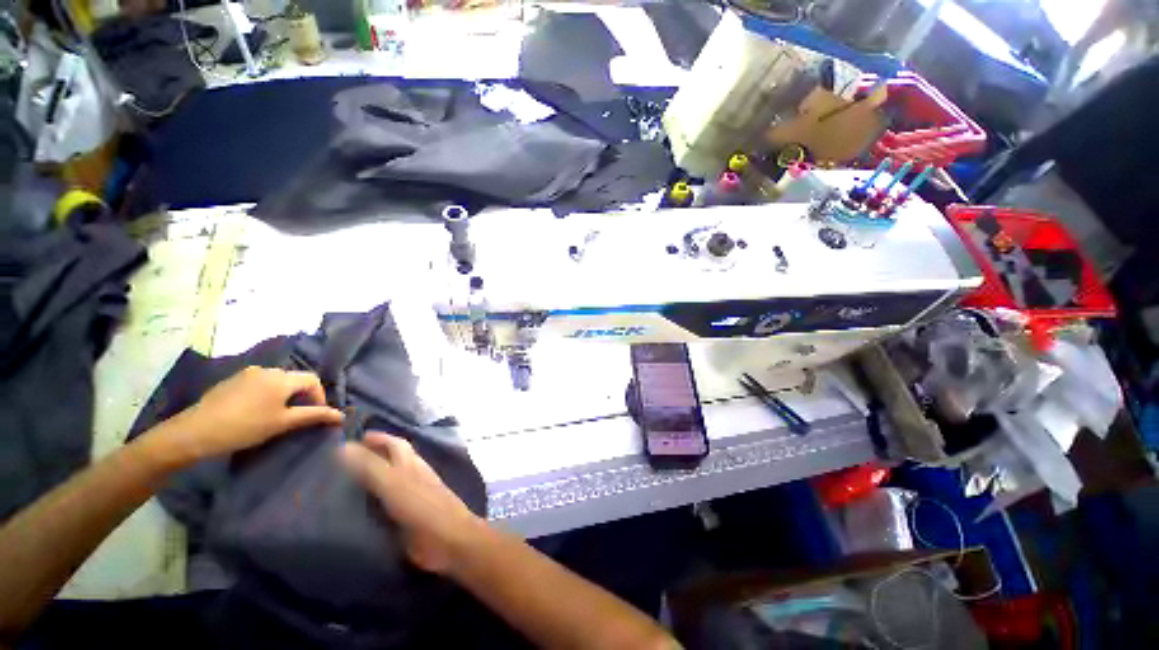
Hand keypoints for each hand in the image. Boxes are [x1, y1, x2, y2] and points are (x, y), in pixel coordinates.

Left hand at [157, 366, 343, 465]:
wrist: (194, 432)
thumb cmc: (244, 427)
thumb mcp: (282, 423)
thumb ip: (313, 416)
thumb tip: (341, 415)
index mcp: (281, 378)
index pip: (313, 380)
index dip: (320, 396)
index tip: (316, 415)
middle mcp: (267, 370)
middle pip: (295, 379)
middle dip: (302, 396)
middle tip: (297, 417)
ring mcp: (247, 374)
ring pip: (277, 381)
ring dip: (284, 395)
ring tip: (277, 415)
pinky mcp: (232, 381)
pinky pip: (259, 383)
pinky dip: (266, 395)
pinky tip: (256, 411)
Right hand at [339, 432, 484, 574]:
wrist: (447, 540)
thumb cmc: (422, 506)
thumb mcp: (393, 483)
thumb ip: (370, 466)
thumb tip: (344, 446)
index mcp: (411, 464)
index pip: (395, 444)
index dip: (378, 439)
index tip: (354, 438)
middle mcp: (412, 476)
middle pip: (392, 461)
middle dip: (372, 457)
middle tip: (340, 464)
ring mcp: (410, 498)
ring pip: (388, 483)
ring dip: (369, 481)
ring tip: (339, 486)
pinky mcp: (406, 520)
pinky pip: (385, 507)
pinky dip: (371, 505)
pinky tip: (352, 513)